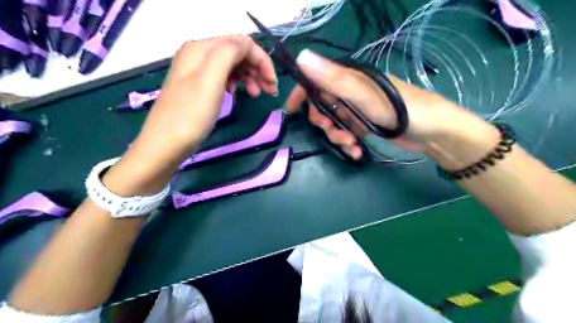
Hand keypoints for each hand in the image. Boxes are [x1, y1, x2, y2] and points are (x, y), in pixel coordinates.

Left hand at [135, 34, 278, 163]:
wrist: (165, 144)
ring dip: (249, 76)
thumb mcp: (210, 80)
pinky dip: (237, 83)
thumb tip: (246, 45)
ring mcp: (197, 71)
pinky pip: (224, 77)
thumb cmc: (190, 115)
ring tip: (256, 95)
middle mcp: (198, 55)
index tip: (273, 83)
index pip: (241, 43)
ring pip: (232, 65)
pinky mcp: (199, 87)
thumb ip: (228, 54)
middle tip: (269, 91)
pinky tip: (238, 94)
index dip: (261, 60)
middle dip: (257, 68)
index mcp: (201, 49)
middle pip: (237, 52)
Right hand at [285, 47, 494, 160]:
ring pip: (334, 123)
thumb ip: (333, 79)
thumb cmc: (400, 109)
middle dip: (324, 122)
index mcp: (349, 79)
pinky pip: (347, 133)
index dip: (302, 93)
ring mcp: (357, 110)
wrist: (432, 131)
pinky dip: (348, 144)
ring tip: (351, 145)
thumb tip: (302, 58)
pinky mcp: (364, 124)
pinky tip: (357, 152)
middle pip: (323, 105)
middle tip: (334, 132)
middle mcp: (351, 92)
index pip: (317, 80)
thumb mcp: (364, 95)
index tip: (291, 109)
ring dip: (338, 137)